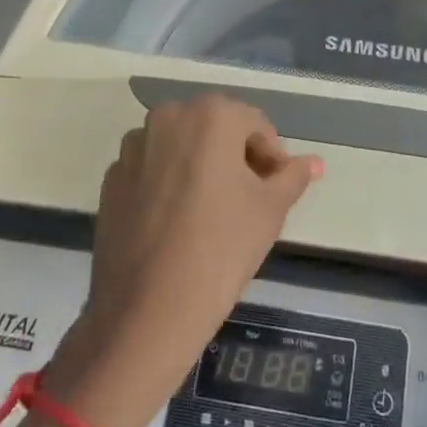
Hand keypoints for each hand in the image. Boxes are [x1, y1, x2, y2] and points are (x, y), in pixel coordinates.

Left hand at [51, 95, 323, 426]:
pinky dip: (168, 183)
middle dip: (235, 157)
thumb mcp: (270, 210)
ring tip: (212, 212)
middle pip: (215, 129)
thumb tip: (315, 162)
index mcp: (211, 115)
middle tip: (248, 200)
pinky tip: (176, 223)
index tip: (275, 191)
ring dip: (200, 166)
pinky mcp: (110, 179)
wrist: (147, 311)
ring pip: (180, 146)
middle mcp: (168, 117)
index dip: (271, 156)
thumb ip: (293, 177)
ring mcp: (134, 147)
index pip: (255, 124)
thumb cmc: (222, 249)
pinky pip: (151, 169)